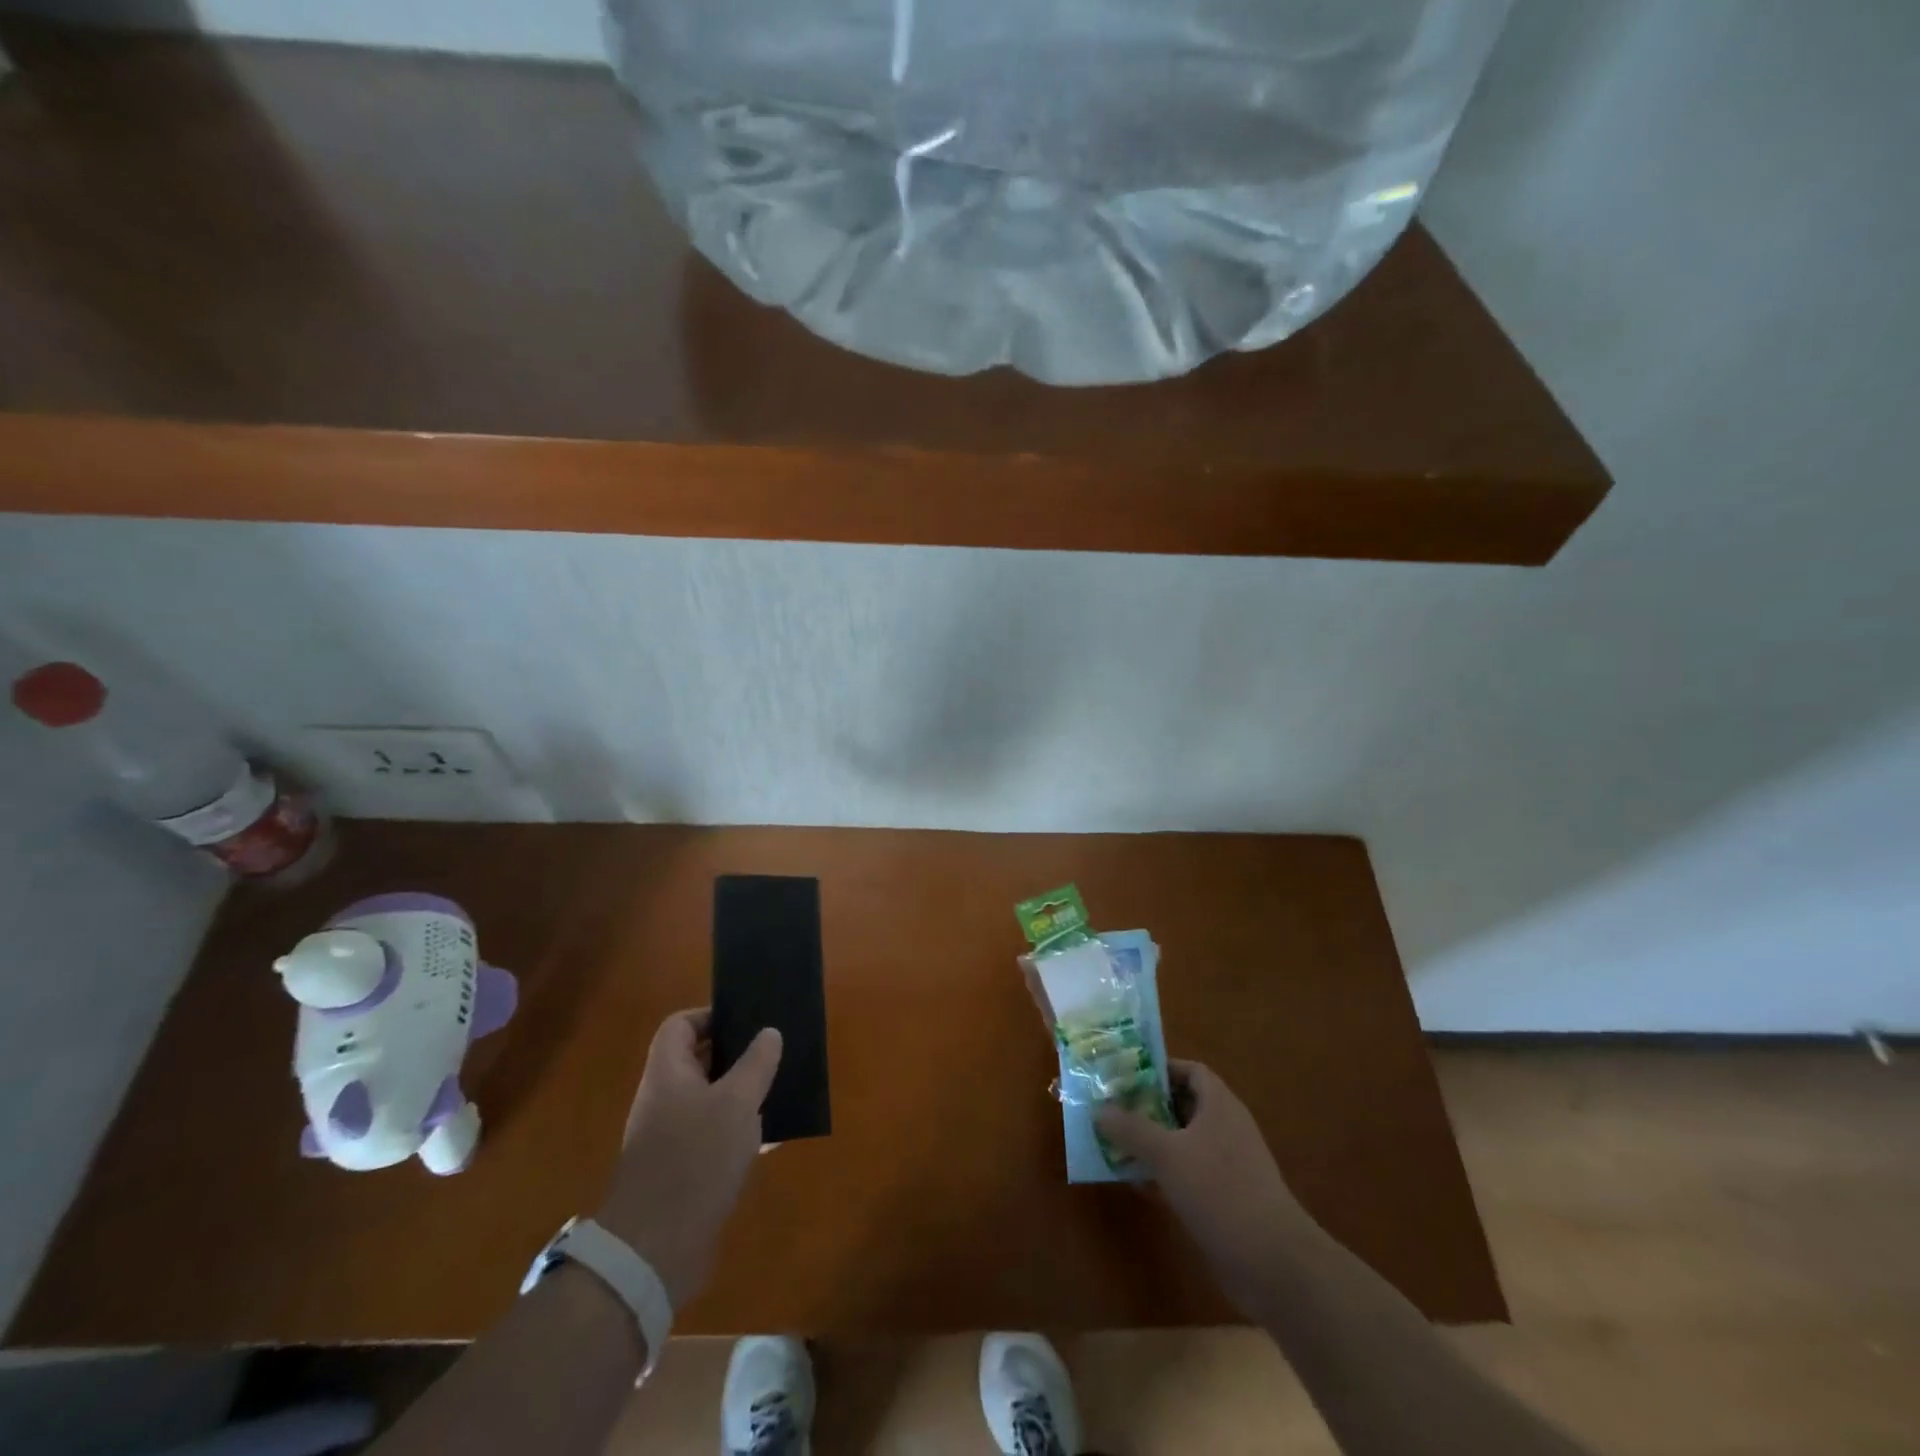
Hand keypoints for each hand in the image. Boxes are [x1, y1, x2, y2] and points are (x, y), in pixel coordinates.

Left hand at [596, 1008, 781, 1308]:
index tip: (748, 1021)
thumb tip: (769, 1032)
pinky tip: (770, 1138)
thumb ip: (756, 1063)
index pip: (681, 1025)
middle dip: (736, 1054)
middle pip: (698, 1061)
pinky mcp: (681, 1170)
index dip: (711, 1016)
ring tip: (779, 1090)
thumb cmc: (695, 1159)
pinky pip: (713, 1135)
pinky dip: (739, 1130)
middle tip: (773, 1052)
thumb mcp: (737, 1102)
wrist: (654, 1250)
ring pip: (710, 1099)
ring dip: (742, 1094)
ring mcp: (670, 1137)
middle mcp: (664, 1099)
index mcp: (668, 1073)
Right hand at [1097, 1060, 1312, 1300]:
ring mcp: (1228, 1164)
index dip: (1159, 1070)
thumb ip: (1131, 1129)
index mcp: (1219, 1105)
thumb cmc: (1219, 1191)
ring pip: (1183, 1141)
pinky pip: (1188, 1172)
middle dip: (1148, 1106)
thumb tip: (1098, 1109)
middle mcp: (1225, 1127)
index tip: (1126, 1077)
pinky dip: (1164, 1173)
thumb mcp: (1167, 1154)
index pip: (1189, 1071)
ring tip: (1115, 1143)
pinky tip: (1137, 1184)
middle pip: (1183, 1105)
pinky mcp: (1225, 1197)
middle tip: (1112, 1109)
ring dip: (1152, 1142)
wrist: (1272, 1262)